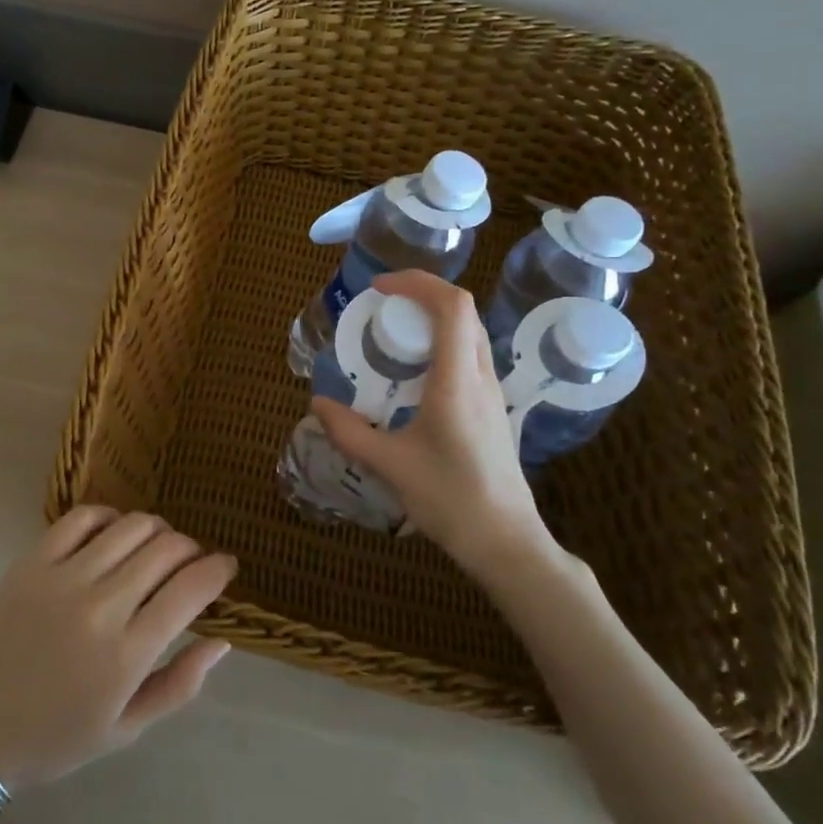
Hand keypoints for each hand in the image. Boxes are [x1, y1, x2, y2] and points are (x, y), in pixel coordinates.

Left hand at [0, 507, 236, 791]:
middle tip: (192, 561)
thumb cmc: (57, 737)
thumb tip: (223, 640)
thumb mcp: (127, 729)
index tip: (227, 566)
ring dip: (157, 530)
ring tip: (157, 547)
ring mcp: (62, 578)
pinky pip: (81, 518)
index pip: (191, 590)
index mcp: (126, 654)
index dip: (219, 570)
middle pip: (166, 550)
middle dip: (192, 549)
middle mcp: (99, 607)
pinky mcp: (32, 562)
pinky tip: (115, 532)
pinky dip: (109, 516)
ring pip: (130, 527)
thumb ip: (180, 684)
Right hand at [311, 270, 557, 576]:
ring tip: (393, 333)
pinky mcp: (492, 407)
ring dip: (433, 318)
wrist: (505, 540)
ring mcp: (491, 391)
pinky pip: (469, 354)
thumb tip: (317, 405)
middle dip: (421, 294)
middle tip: (381, 306)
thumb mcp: (389, 465)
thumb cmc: (450, 499)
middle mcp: (480, 376)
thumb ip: (349, 432)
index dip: (417, 283)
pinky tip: (413, 372)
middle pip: (463, 311)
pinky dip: (441, 342)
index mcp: (457, 381)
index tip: (380, 288)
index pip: (452, 306)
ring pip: (469, 331)